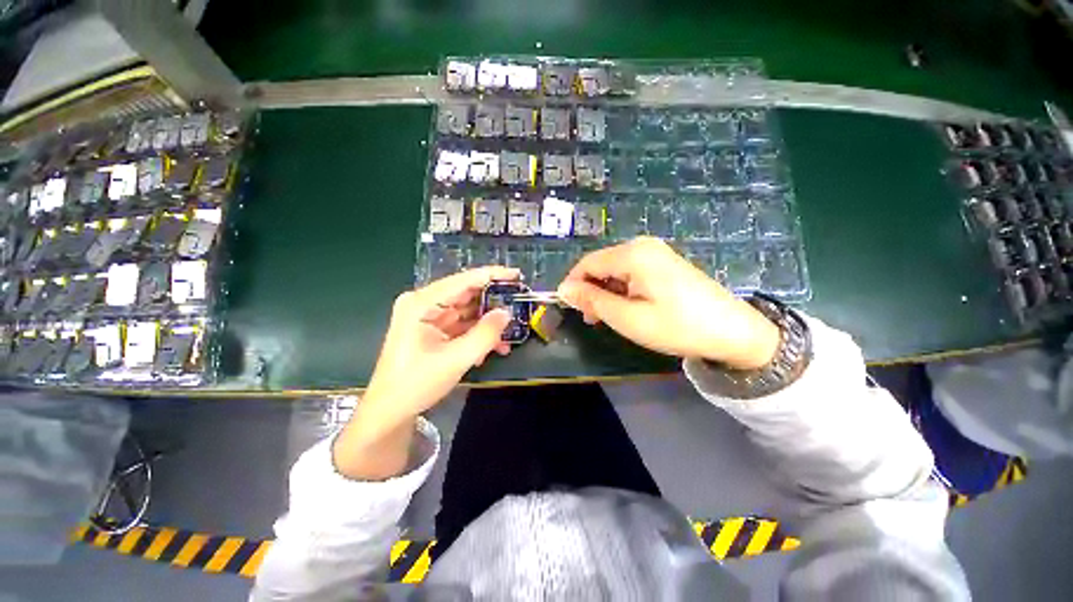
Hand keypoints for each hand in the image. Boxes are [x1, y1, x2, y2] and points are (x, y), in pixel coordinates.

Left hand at [334, 266, 516, 478]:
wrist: (391, 411)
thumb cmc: (416, 384)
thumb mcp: (456, 359)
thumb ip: (485, 334)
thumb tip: (507, 312)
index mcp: (421, 303)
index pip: (463, 281)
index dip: (492, 275)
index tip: (517, 275)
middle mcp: (424, 303)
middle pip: (466, 294)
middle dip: (493, 302)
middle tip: (519, 304)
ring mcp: (429, 316)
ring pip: (468, 310)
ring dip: (488, 322)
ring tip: (511, 332)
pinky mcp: (434, 329)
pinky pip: (463, 324)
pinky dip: (479, 333)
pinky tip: (495, 346)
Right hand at [556, 237, 779, 369]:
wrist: (734, 332)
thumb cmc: (676, 326)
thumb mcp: (627, 318)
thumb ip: (592, 300)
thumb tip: (564, 289)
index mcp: (633, 254)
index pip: (587, 264)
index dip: (573, 285)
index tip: (569, 309)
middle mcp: (642, 246)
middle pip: (601, 265)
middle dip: (590, 290)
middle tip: (592, 319)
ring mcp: (656, 253)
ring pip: (615, 270)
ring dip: (605, 293)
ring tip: (607, 318)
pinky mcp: (665, 264)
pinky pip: (631, 273)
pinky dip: (622, 291)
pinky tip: (627, 308)